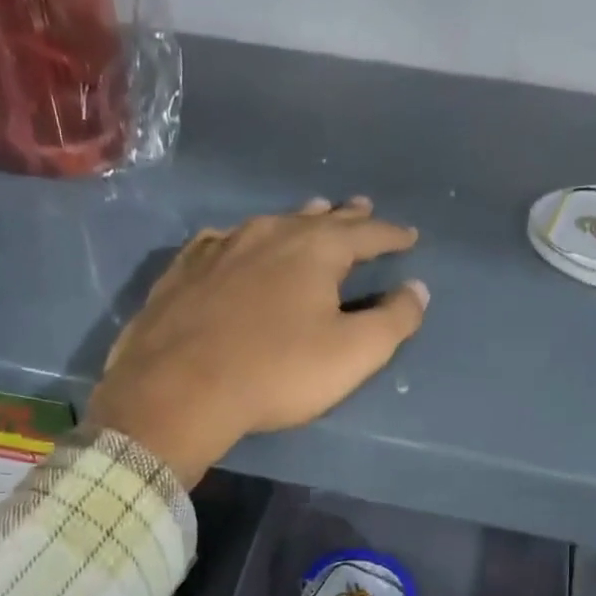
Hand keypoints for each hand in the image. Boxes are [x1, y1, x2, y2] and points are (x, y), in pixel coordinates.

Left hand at [86, 198, 425, 485]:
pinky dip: (243, 240)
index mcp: (315, 250)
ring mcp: (221, 248)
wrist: (179, 388)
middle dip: (345, 216)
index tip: (410, 236)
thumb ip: (393, 320)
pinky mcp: (184, 270)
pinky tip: (236, 243)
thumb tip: (417, 289)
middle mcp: (269, 234)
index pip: (366, 234)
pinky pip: (223, 241)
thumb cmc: (276, 372)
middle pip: (317, 219)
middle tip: (362, 207)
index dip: (392, 235)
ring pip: (270, 224)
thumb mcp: (352, 354)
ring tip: (311, 215)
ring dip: (297, 221)